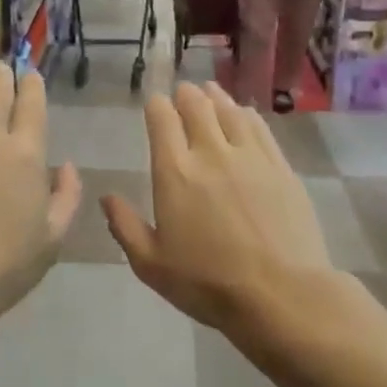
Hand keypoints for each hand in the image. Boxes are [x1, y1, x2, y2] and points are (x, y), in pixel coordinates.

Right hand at [102, 83, 335, 333]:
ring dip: (216, 97)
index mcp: (175, 172)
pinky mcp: (280, 167)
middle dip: (186, 95)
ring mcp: (250, 156)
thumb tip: (106, 197)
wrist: (281, 294)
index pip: (162, 119)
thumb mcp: (151, 264)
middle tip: (183, 93)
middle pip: (197, 106)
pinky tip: (244, 115)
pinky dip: (246, 114)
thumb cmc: (208, 283)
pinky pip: (260, 127)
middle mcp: (211, 152)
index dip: (156, 106)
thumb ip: (125, 226)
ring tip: (210, 92)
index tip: (155, 104)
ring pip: (230, 110)